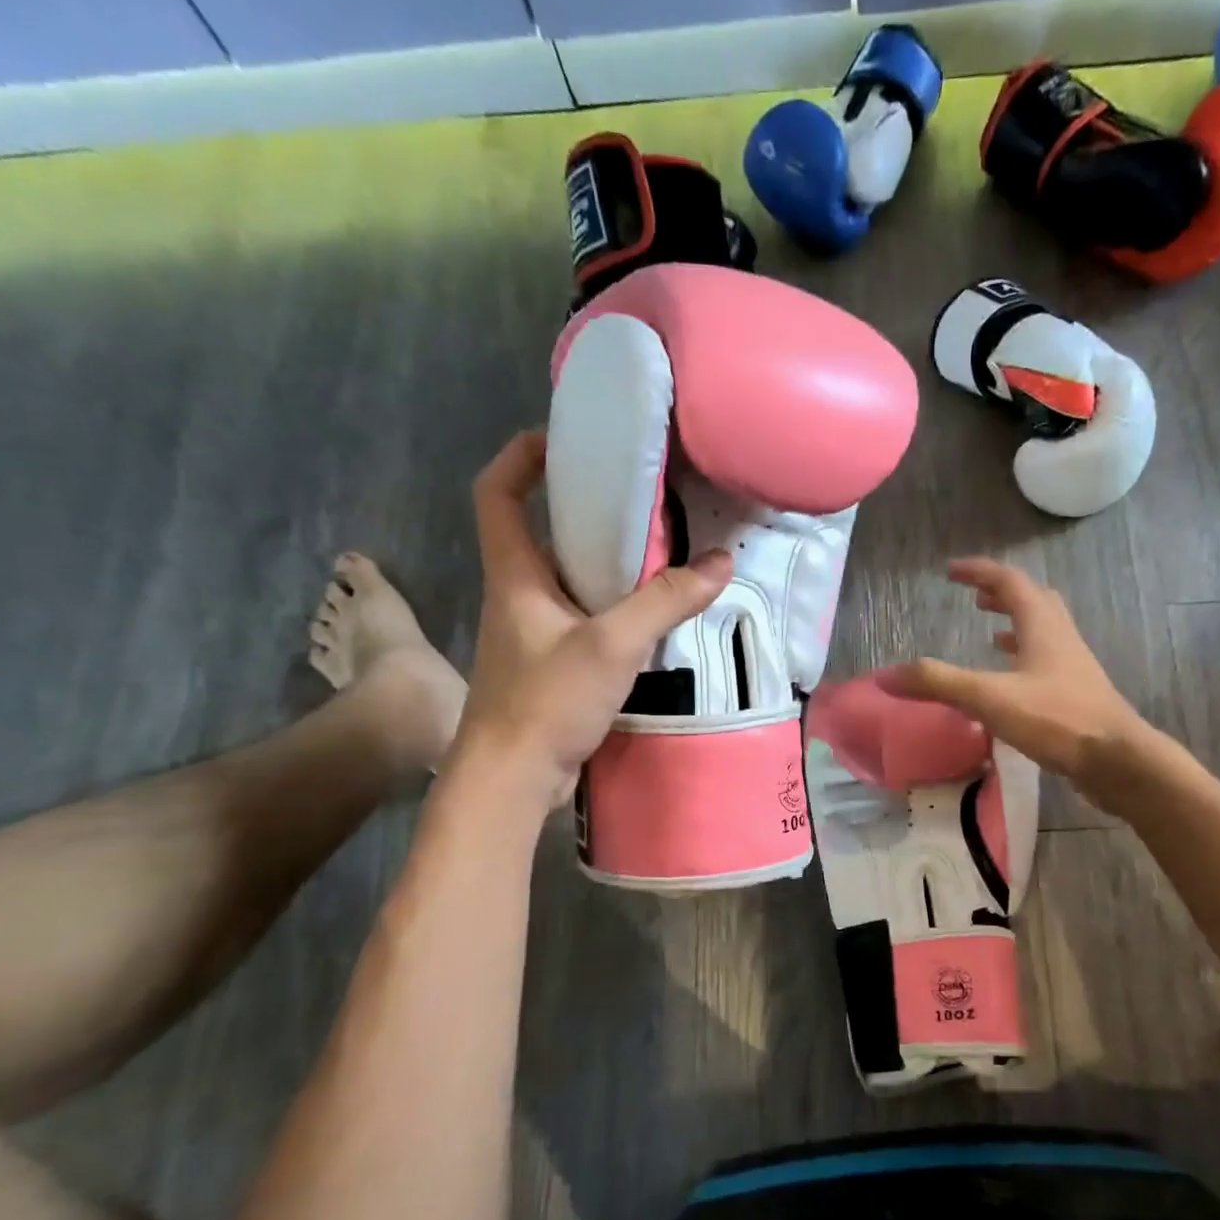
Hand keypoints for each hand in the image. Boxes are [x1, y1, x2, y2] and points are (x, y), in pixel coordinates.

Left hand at [454, 431, 731, 798]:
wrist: (511, 780)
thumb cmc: (545, 701)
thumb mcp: (611, 645)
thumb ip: (665, 601)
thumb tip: (722, 562)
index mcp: (514, 573)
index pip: (497, 492)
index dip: (521, 456)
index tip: (565, 439)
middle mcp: (518, 594)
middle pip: (540, 531)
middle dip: (584, 508)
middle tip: (640, 497)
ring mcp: (533, 632)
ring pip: (567, 578)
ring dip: (606, 562)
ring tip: (660, 550)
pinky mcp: (551, 664)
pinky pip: (584, 617)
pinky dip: (614, 606)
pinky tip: (654, 614)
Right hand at [882, 558, 1154, 804]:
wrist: (1117, 760)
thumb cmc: (1056, 719)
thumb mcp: (989, 697)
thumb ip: (938, 683)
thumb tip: (886, 675)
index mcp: (1042, 626)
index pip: (1009, 582)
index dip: (979, 572)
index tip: (951, 571)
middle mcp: (1060, 637)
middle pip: (1033, 600)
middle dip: (1001, 593)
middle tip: (974, 597)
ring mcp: (1072, 666)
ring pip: (1042, 631)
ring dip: (1015, 623)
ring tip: (989, 630)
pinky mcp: (1076, 693)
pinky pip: (1046, 661)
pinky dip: (1023, 658)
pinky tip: (1011, 679)